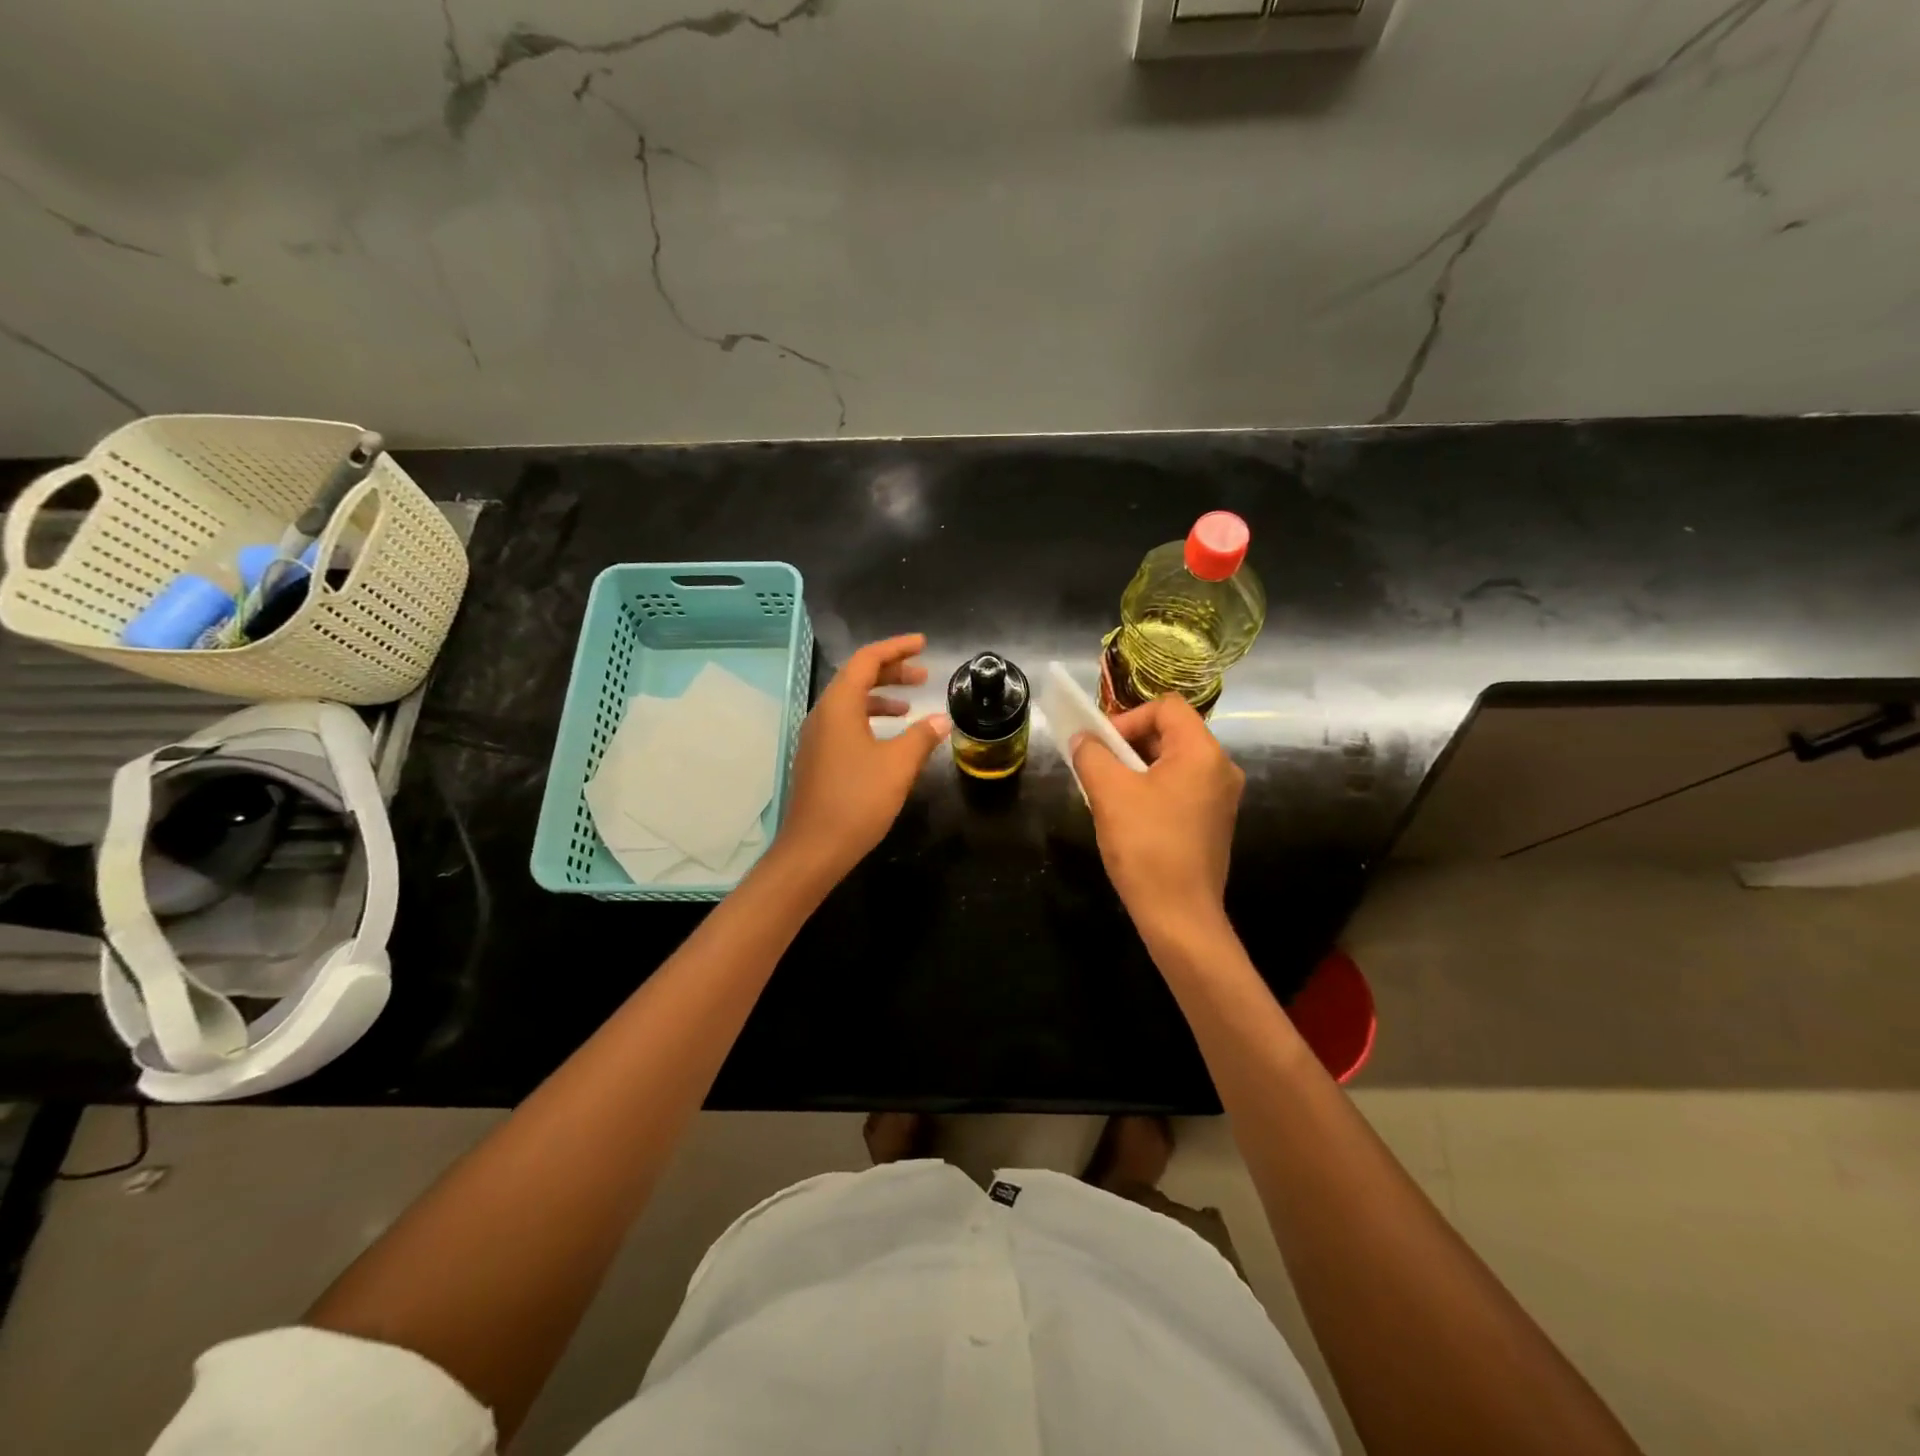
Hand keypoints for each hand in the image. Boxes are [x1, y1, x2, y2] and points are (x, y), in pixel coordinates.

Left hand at [776, 634, 950, 884]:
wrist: (814, 849)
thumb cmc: (857, 800)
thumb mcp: (898, 765)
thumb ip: (922, 736)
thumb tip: (941, 719)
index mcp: (839, 706)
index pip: (866, 661)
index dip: (896, 648)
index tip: (922, 644)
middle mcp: (822, 715)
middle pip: (856, 678)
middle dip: (891, 672)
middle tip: (923, 674)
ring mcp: (816, 738)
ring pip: (850, 703)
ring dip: (881, 697)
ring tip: (910, 706)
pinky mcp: (817, 759)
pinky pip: (845, 724)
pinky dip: (870, 719)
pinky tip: (889, 738)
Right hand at [1071, 695, 1243, 933]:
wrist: (1179, 915)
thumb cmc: (1146, 846)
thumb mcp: (1109, 793)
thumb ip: (1092, 755)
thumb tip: (1083, 739)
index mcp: (1202, 753)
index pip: (1165, 707)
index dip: (1128, 718)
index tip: (1101, 747)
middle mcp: (1220, 768)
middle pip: (1170, 733)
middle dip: (1128, 744)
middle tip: (1098, 768)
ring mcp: (1220, 798)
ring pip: (1171, 763)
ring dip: (1135, 769)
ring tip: (1107, 793)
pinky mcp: (1213, 822)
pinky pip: (1178, 788)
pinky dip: (1150, 790)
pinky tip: (1127, 816)